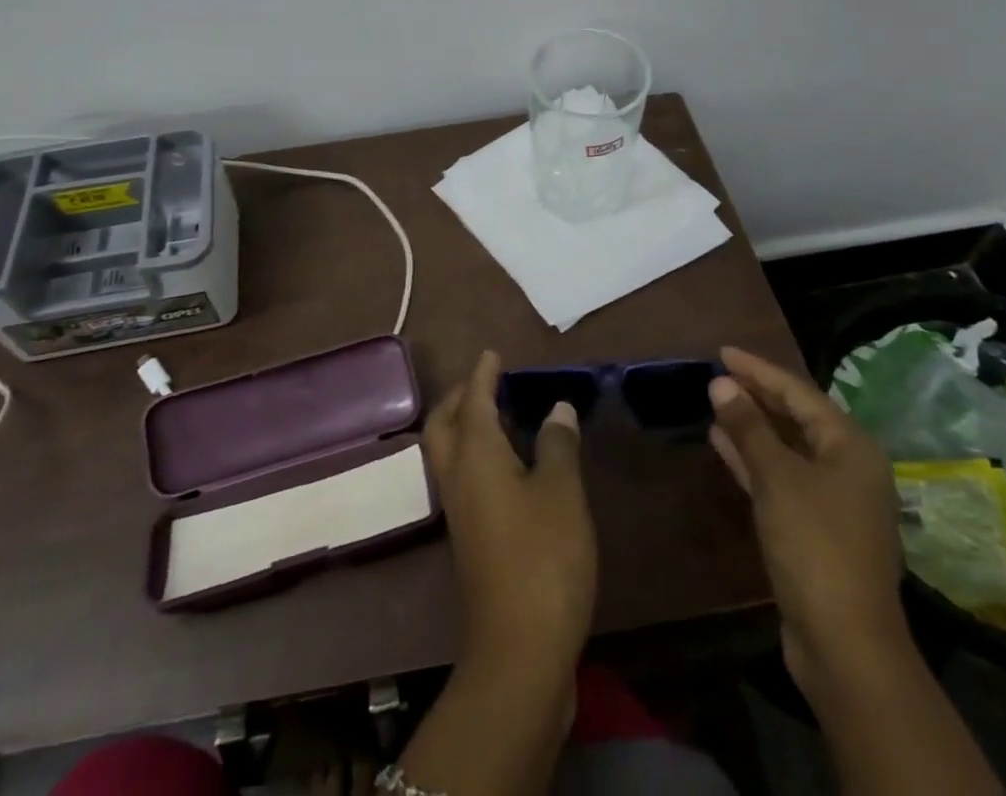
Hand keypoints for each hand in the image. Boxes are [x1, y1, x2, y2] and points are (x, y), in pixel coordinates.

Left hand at [424, 350, 596, 677]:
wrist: (519, 652)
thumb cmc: (543, 558)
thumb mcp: (562, 493)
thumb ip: (558, 445)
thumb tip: (556, 408)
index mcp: (476, 455)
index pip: (473, 400)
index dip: (483, 374)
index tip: (492, 353)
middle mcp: (457, 477)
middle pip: (443, 424)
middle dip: (459, 396)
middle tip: (485, 381)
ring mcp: (458, 512)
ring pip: (448, 452)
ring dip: (463, 425)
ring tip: (496, 415)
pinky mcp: (469, 540)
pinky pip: (462, 477)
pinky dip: (475, 455)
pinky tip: (505, 465)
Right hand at [707, 345, 906, 687]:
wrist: (845, 642)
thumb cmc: (814, 544)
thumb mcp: (776, 477)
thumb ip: (747, 426)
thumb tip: (720, 382)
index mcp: (850, 446)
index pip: (797, 392)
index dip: (758, 369)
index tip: (722, 351)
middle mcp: (847, 466)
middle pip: (796, 417)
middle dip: (756, 395)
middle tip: (717, 375)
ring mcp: (833, 499)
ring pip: (786, 448)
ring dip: (751, 426)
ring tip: (714, 404)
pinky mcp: (815, 527)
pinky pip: (781, 476)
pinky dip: (753, 459)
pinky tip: (722, 445)